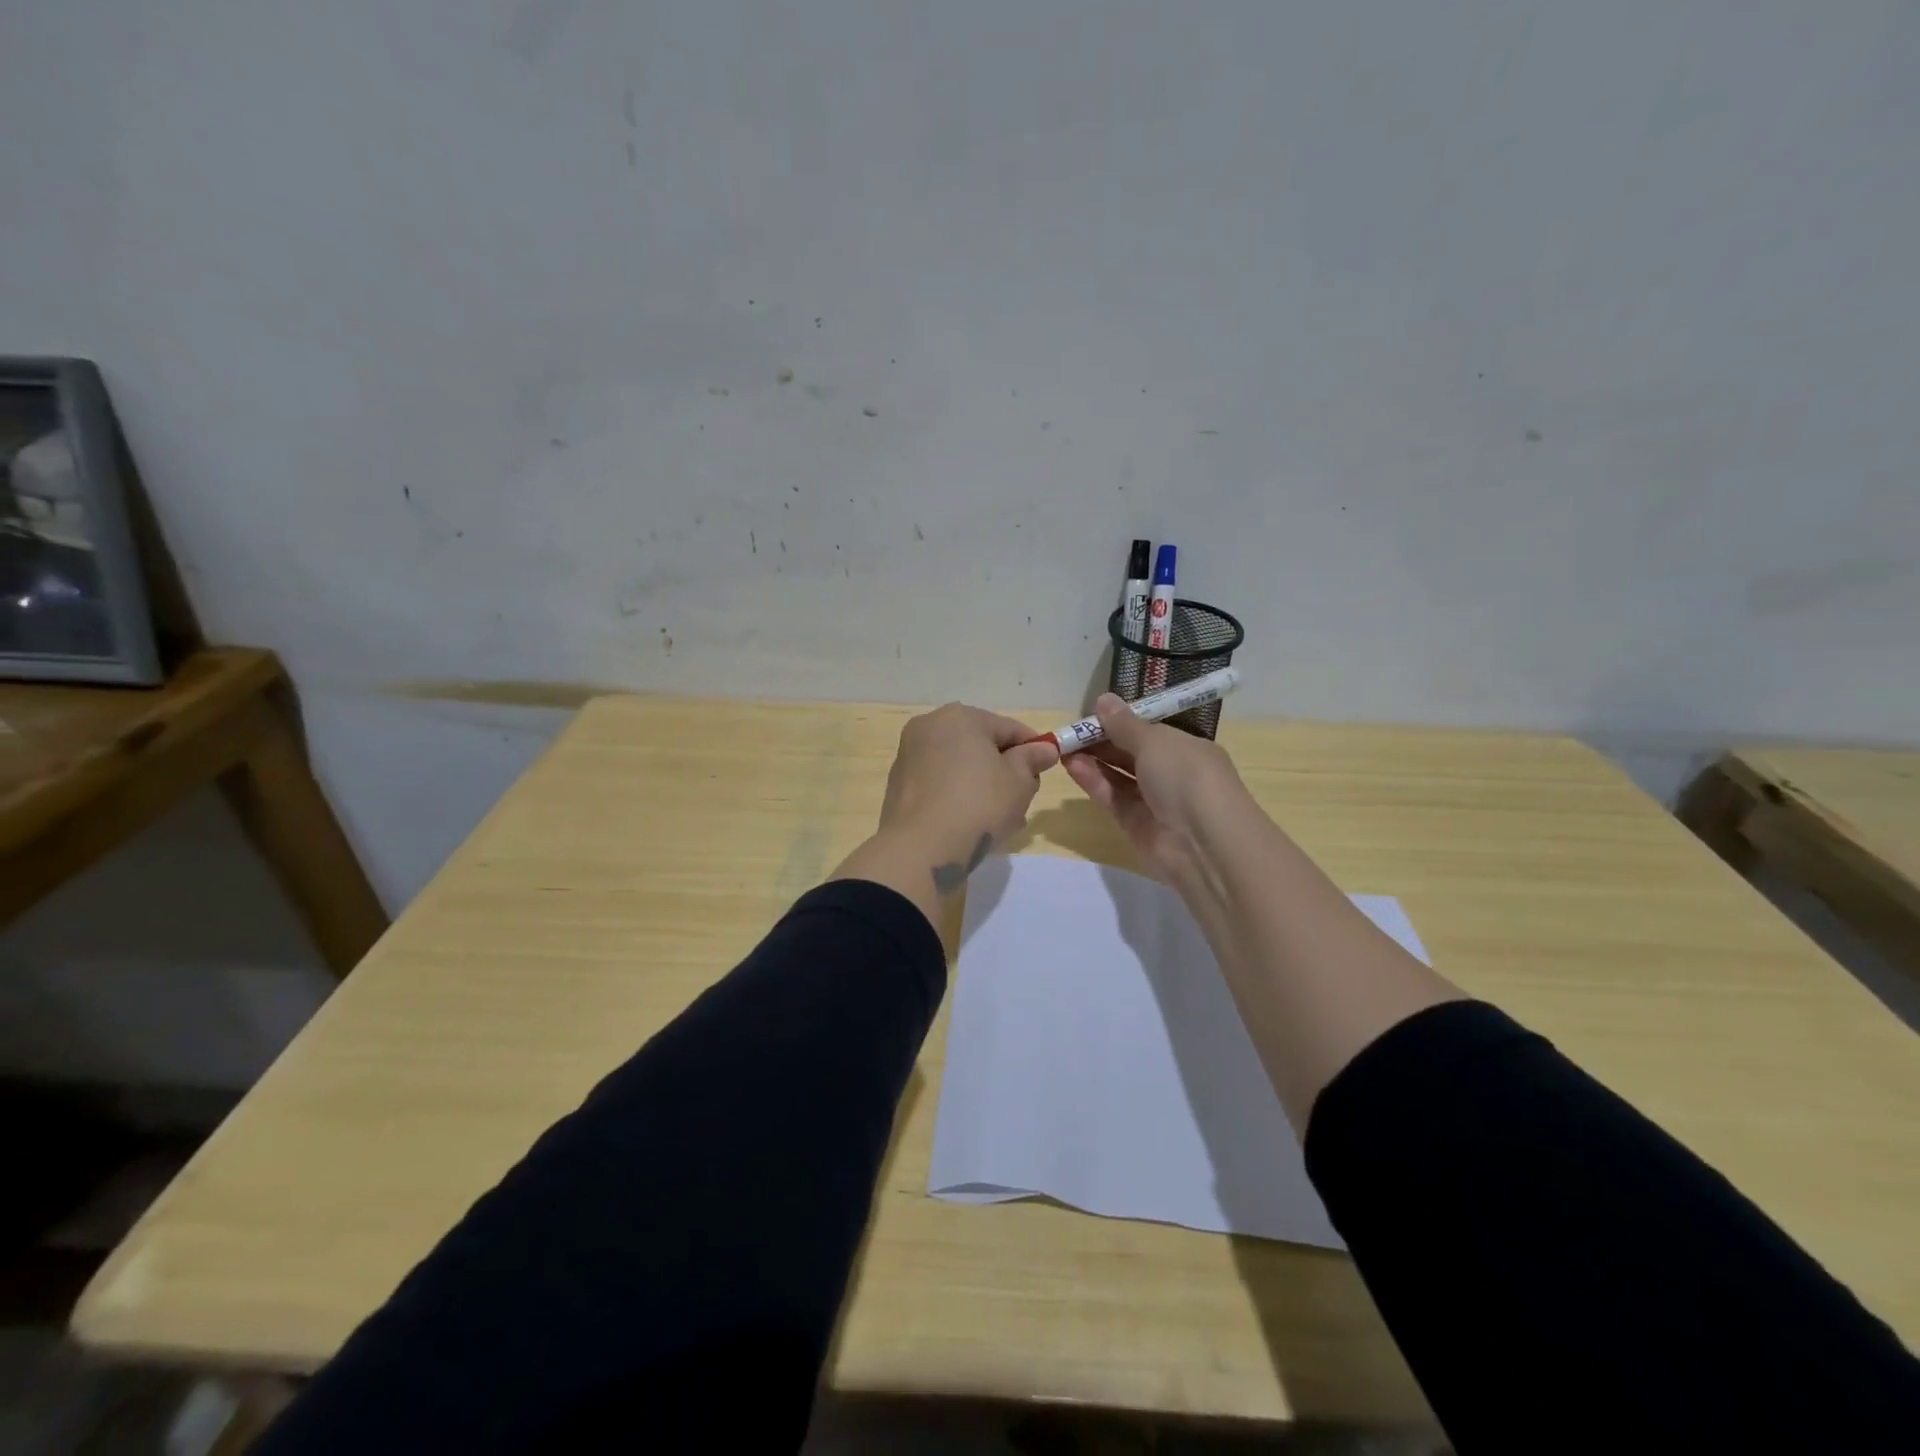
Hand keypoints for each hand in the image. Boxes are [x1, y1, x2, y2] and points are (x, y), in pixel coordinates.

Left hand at [876, 704, 1058, 887]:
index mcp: (959, 717)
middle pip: (980, 745)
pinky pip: (939, 784)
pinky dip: (957, 796)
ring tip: (999, 818)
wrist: (922, 849)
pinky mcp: (899, 786)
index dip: (1033, 749)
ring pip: (959, 766)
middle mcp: (928, 728)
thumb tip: (1044, 749)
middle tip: (1022, 799)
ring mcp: (909, 756)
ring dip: (981, 785)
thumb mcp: (1019, 782)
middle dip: (1004, 769)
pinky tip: (970, 823)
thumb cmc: (979, 805)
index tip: (1046, 771)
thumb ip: (1032, 759)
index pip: (1008, 728)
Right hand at [1064, 693, 1245, 889]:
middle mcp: (1172, 773)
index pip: (1149, 731)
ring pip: (1118, 776)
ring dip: (1093, 760)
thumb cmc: (1187, 777)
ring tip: (1063, 747)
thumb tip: (1104, 699)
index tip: (1092, 714)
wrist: (1204, 843)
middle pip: (1131, 753)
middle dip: (1102, 741)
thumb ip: (1124, 725)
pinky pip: (1112, 798)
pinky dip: (1094, 781)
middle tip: (1070, 732)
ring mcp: (1154, 801)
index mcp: (1186, 748)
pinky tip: (1072, 766)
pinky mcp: (1136, 824)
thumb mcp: (1155, 742)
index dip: (1121, 722)